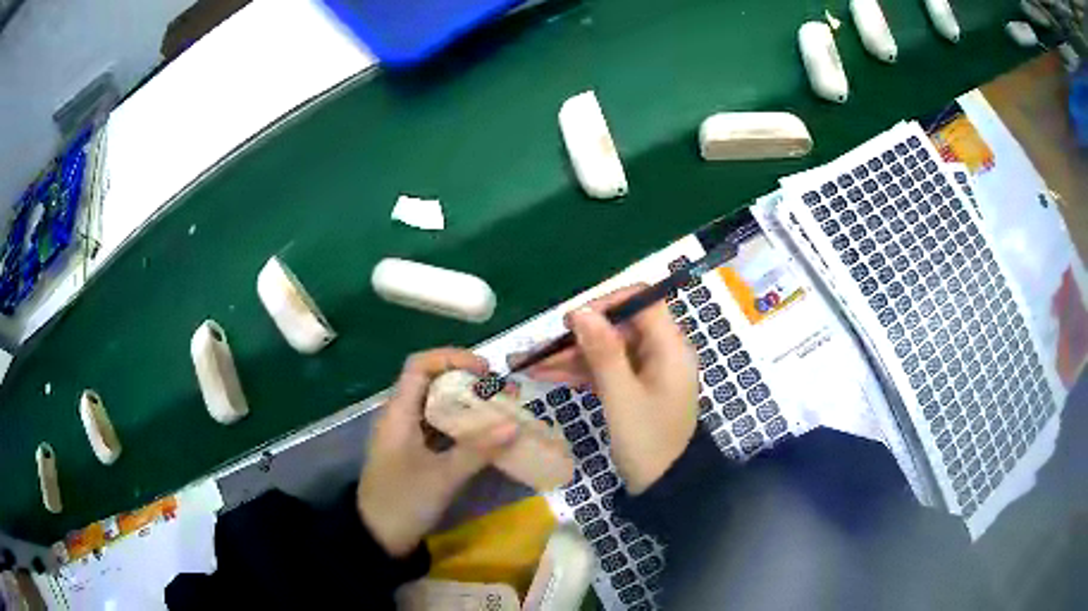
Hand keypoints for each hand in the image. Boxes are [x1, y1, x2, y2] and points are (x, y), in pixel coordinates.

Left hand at [357, 348, 517, 556]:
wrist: (377, 536)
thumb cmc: (403, 501)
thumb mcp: (442, 477)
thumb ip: (478, 450)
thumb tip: (515, 424)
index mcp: (398, 413)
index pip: (419, 365)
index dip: (451, 358)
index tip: (485, 370)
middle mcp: (400, 416)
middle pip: (432, 383)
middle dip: (468, 382)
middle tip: (503, 393)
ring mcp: (406, 435)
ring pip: (438, 406)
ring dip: (468, 405)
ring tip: (501, 411)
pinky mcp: (414, 453)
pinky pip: (439, 428)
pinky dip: (462, 426)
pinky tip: (486, 437)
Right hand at [523, 285, 698, 493]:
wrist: (664, 487)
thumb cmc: (649, 442)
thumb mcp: (622, 397)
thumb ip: (603, 352)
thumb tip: (580, 310)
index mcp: (670, 347)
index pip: (641, 301)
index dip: (606, 303)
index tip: (572, 322)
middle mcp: (661, 352)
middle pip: (616, 328)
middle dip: (577, 338)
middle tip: (537, 350)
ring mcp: (647, 371)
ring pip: (606, 351)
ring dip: (570, 357)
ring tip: (528, 365)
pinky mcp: (634, 388)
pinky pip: (605, 370)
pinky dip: (579, 373)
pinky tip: (546, 377)